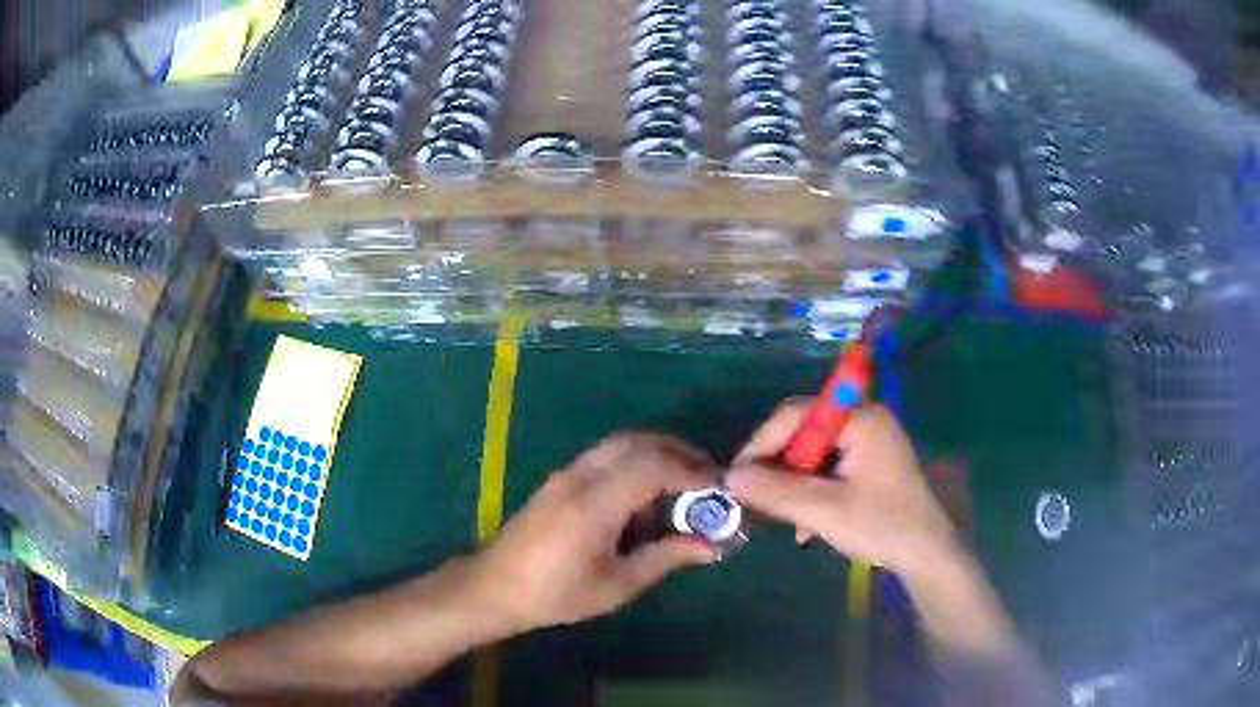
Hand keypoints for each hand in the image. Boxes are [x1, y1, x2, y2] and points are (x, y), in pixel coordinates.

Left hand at [467, 433, 717, 633]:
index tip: (719, 488)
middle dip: (678, 452)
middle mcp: (580, 476)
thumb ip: (665, 557)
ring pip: (620, 444)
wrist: (494, 587)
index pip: (652, 466)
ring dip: (656, 455)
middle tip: (707, 477)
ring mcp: (566, 474)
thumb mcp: (617, 584)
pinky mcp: (560, 480)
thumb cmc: (556, 594)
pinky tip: (644, 498)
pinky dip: (634, 464)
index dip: (691, 471)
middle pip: (637, 442)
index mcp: (594, 504)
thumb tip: (710, 545)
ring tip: (682, 487)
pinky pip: (605, 457)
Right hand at [727, 400, 958, 575]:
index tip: (737, 476)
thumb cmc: (882, 526)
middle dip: (778, 471)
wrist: (926, 556)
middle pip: (804, 435)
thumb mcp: (824, 511)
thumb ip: (776, 492)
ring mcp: (869, 444)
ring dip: (793, 488)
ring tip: (778, 519)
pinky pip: (828, 470)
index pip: (797, 414)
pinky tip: (805, 527)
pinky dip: (812, 494)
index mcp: (860, 419)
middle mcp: (864, 422)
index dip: (762, 443)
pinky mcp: (869, 466)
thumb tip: (729, 477)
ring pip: (813, 457)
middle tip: (755, 501)